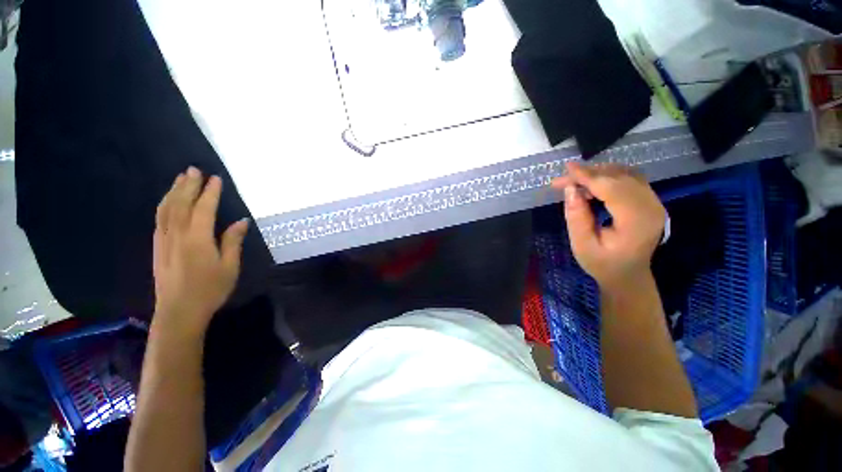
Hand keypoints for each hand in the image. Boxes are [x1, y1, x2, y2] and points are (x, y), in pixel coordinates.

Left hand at [152, 167, 248, 339]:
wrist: (179, 312)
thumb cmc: (210, 290)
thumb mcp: (229, 267)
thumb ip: (233, 241)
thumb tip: (242, 221)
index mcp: (198, 239)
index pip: (204, 209)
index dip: (210, 192)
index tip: (216, 178)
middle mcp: (177, 234)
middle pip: (181, 204)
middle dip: (188, 185)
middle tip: (193, 169)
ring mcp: (164, 240)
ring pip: (166, 209)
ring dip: (173, 191)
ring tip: (180, 179)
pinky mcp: (158, 247)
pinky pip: (159, 219)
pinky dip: (164, 205)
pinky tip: (168, 201)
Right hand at [552, 162, 664, 288]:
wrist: (628, 274)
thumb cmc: (602, 264)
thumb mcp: (582, 245)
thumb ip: (576, 217)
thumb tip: (570, 189)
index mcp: (636, 222)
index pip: (612, 189)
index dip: (588, 176)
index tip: (567, 169)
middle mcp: (651, 207)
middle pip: (620, 178)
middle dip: (589, 174)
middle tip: (563, 179)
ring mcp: (654, 202)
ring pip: (626, 175)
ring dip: (599, 173)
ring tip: (575, 181)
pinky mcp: (649, 200)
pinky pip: (630, 178)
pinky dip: (609, 176)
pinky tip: (593, 183)